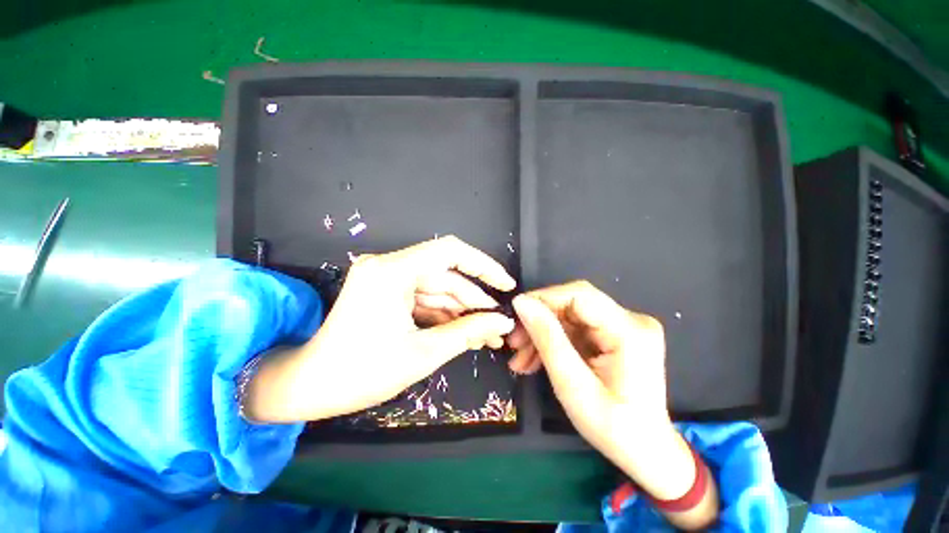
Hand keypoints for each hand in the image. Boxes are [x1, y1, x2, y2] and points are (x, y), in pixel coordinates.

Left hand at [243, 236, 516, 422]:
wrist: (309, 387)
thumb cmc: (361, 373)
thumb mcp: (423, 353)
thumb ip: (468, 332)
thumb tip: (503, 322)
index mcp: (392, 272)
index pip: (450, 251)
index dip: (483, 265)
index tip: (506, 285)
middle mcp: (388, 266)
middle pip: (445, 276)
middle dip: (474, 301)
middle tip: (498, 325)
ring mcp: (386, 277)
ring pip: (437, 288)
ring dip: (461, 311)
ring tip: (486, 335)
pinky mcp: (386, 291)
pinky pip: (423, 298)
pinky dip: (443, 314)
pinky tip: (463, 332)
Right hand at [507, 281, 671, 451]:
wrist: (645, 451)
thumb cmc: (613, 428)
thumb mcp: (573, 386)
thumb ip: (547, 339)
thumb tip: (521, 302)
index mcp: (629, 331)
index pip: (579, 295)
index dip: (543, 299)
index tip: (515, 316)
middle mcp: (631, 320)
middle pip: (573, 304)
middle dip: (539, 320)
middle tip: (514, 341)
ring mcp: (624, 326)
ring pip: (570, 316)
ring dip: (543, 332)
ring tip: (521, 357)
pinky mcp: (615, 334)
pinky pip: (576, 328)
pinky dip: (554, 341)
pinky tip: (536, 358)